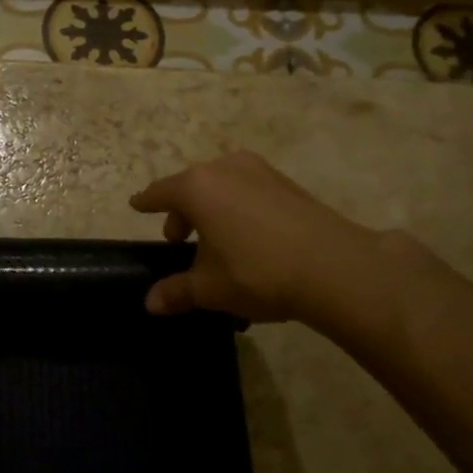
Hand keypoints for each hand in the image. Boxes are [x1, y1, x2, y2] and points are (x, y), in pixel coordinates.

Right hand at [129, 152, 399, 340]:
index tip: (136, 205)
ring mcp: (260, 172)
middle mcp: (225, 169)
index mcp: (197, 188)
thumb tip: (150, 303)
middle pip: (191, 187)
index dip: (146, 202)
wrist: (336, 268)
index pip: (160, 193)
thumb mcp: (210, 288)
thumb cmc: (258, 273)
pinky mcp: (287, 183)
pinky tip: (249, 237)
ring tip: (217, 241)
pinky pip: (248, 191)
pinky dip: (239, 207)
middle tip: (180, 240)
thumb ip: (177, 291)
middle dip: (182, 212)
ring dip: (212, 209)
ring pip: (222, 186)